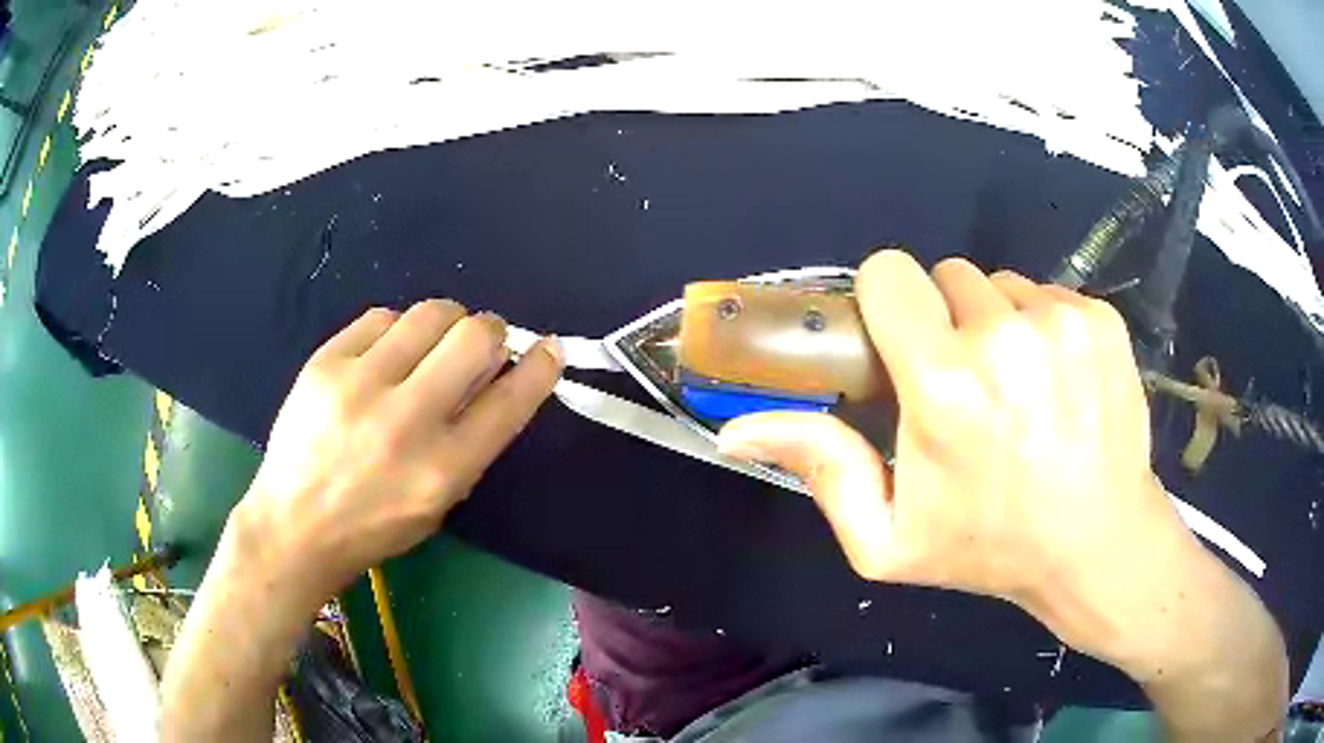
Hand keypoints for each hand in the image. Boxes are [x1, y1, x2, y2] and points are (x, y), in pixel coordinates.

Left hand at [232, 300, 562, 610]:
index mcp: (442, 470)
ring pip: (431, 313)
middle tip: (480, 345)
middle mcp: (405, 421)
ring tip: (431, 345)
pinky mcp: (325, 361)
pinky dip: (397, 330)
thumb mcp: (439, 502)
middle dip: (492, 332)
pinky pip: (382, 317)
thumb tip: (497, 376)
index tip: (549, 348)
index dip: (540, 366)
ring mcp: (360, 385)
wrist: (294, 524)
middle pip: (475, 337)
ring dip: (447, 323)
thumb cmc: (374, 525)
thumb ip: (472, 440)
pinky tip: (387, 354)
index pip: (509, 401)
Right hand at [718, 251, 1196, 660]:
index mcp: (944, 385)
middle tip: (968, 384)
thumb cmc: (990, 547)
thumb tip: (738, 428)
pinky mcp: (1102, 319)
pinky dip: (1045, 328)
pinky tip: (1059, 383)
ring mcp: (1062, 321)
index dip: (888, 302)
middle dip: (947, 320)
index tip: (902, 341)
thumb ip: (820, 470)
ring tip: (1018, 389)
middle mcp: (1005, 336)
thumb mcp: (887, 538)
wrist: (1098, 545)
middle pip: (948, 275)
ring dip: (999, 324)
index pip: (890, 273)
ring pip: (1003, 284)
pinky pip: (1050, 294)